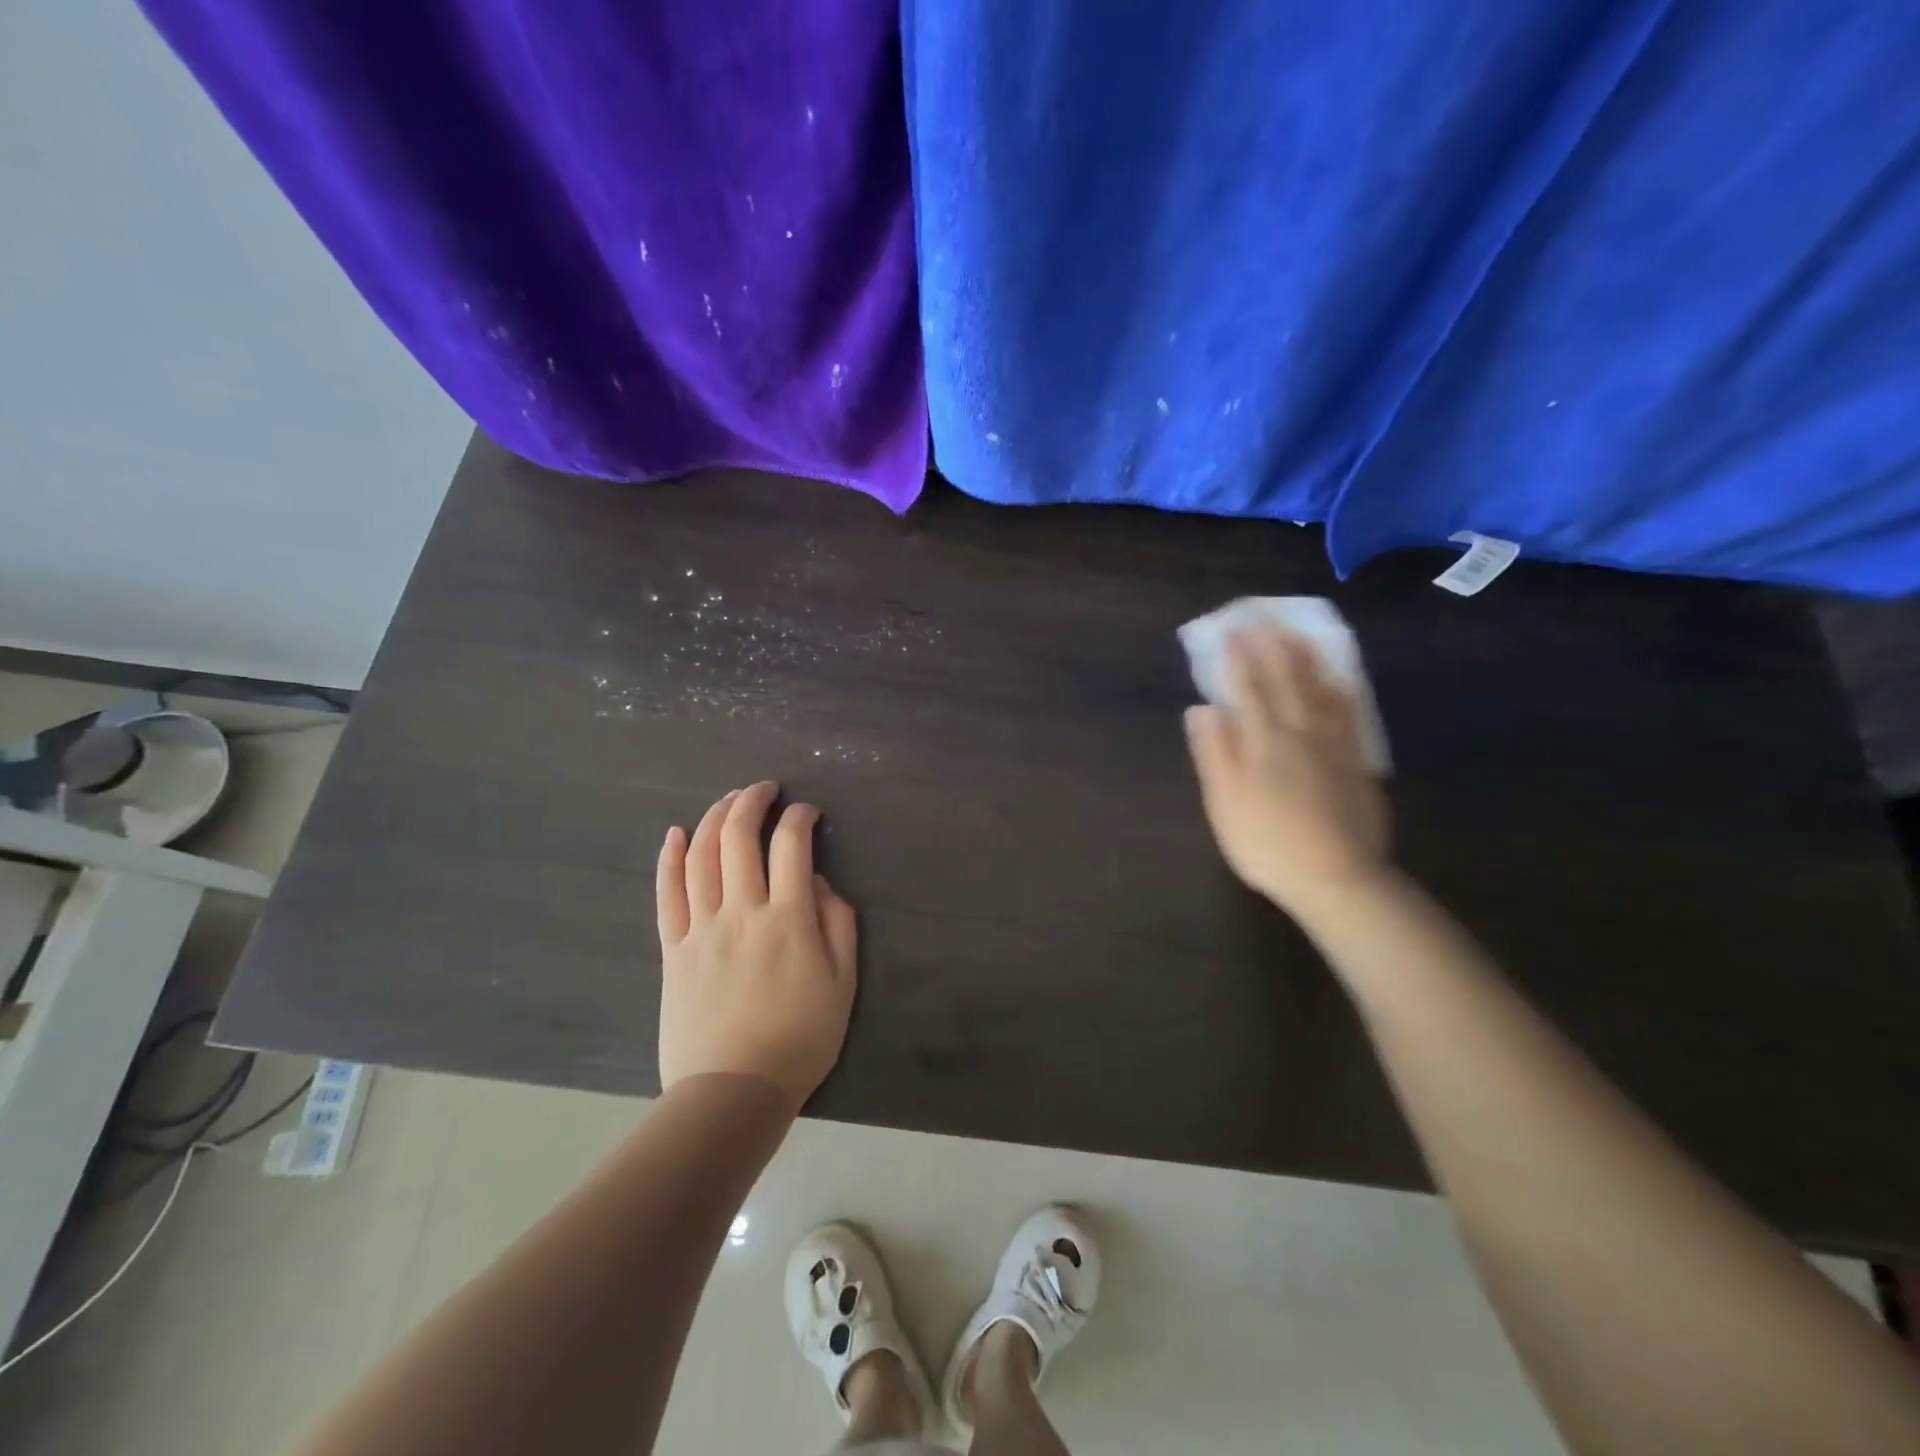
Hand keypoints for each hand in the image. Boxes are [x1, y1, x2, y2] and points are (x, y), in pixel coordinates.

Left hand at [655, 782, 858, 1108]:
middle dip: (752, 802)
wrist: (732, 1092)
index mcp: (788, 919)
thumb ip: (838, 926)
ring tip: (728, 800)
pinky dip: (670, 858)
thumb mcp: (842, 985)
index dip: (800, 817)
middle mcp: (742, 911)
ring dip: (715, 818)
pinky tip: (676, 834)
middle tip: (764, 789)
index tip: (807, 811)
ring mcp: (701, 928)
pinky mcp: (672, 949)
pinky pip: (667, 894)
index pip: (792, 846)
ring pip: (701, 856)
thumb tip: (821, 884)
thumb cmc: (799, 1040)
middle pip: (739, 838)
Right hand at [1183, 626, 1391, 918]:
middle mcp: (1299, 732)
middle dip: (1271, 647)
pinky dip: (1341, 690)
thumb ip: (1214, 753)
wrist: (1335, 878)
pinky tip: (1340, 679)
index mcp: (1262, 742)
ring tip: (1298, 634)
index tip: (1230, 630)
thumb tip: (1201, 709)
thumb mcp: (1224, 803)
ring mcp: (1333, 745)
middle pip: (1285, 681)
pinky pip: (1350, 714)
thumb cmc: (1266, 844)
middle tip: (1263, 617)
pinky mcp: (1357, 762)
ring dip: (1306, 658)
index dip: (1237, 659)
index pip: (1247, 689)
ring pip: (1319, 690)